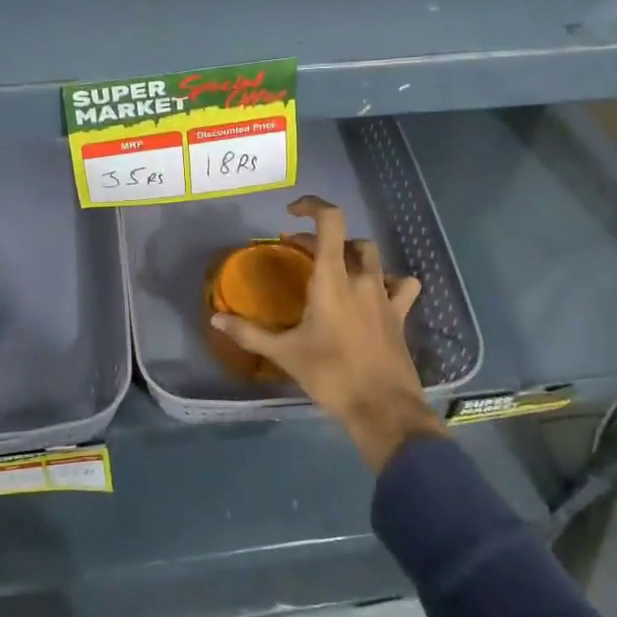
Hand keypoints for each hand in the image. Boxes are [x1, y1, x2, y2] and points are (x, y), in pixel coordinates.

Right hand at [213, 196, 444, 469]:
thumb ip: (249, 332)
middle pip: (347, 238)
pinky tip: (376, 292)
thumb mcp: (285, 354)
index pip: (330, 221)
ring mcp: (385, 295)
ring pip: (373, 256)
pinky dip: (389, 280)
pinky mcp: (400, 315)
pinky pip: (401, 285)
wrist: (384, 409)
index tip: (291, 213)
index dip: (312, 206)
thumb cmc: (331, 375)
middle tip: (299, 253)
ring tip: (335, 269)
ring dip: (353, 254)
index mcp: (332, 279)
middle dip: (322, 238)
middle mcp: (361, 278)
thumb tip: (215, 318)